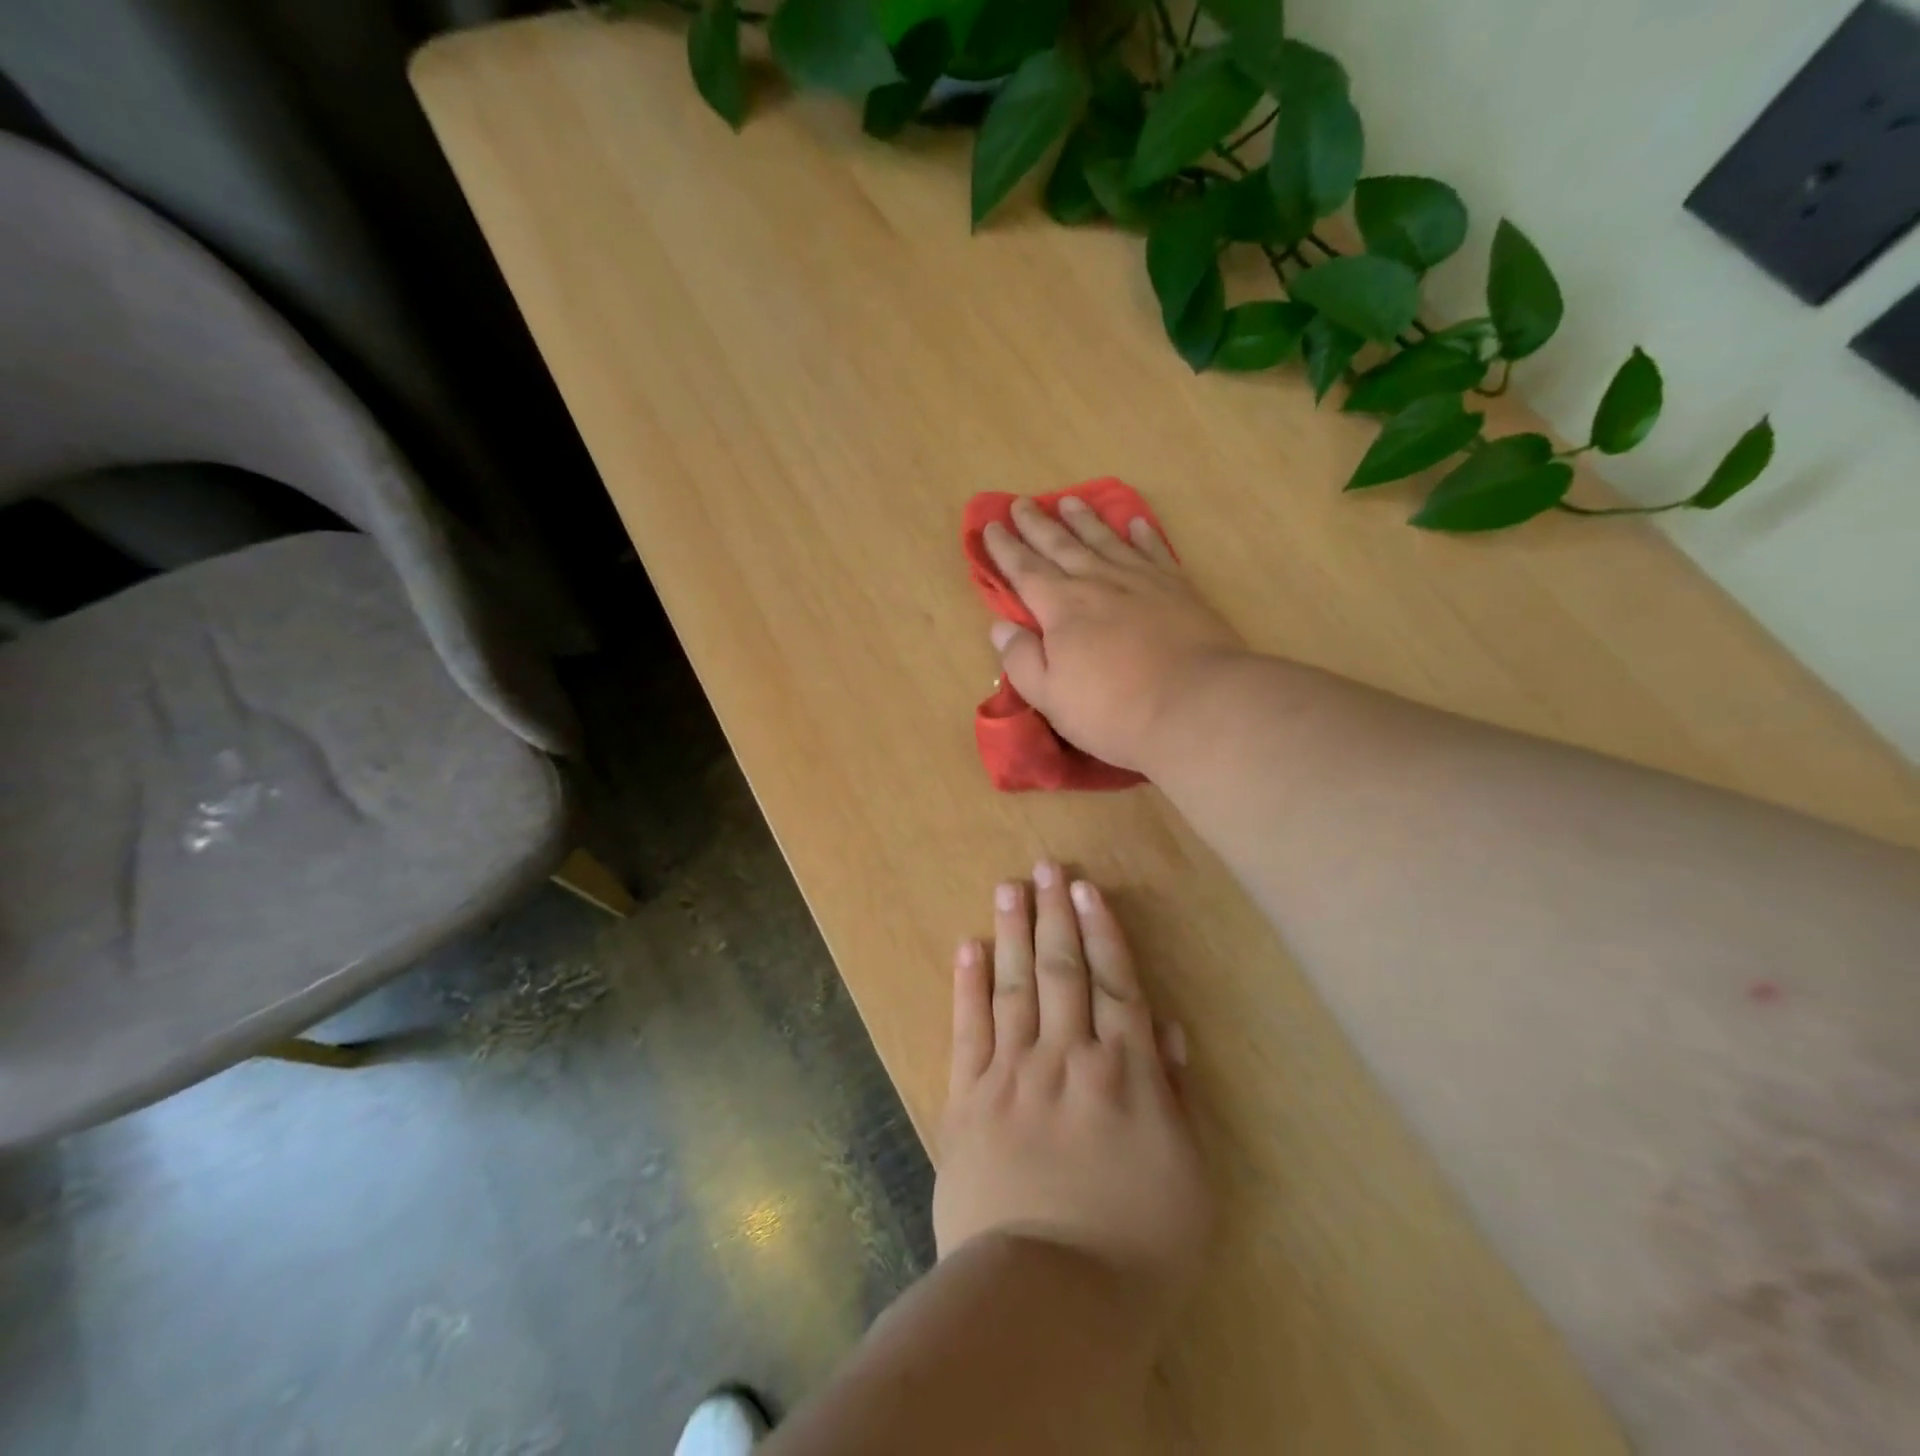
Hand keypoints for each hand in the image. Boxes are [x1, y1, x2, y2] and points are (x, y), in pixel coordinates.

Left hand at [934, 864, 1211, 1326]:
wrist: (1050, 1298)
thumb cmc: (1136, 1247)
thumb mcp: (1187, 1177)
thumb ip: (1174, 1095)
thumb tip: (1165, 1028)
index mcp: (1123, 1073)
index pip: (1114, 984)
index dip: (1101, 931)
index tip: (1087, 890)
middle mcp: (1066, 1056)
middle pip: (1061, 970)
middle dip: (1055, 914)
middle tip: (1046, 866)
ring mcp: (1011, 1073)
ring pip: (1013, 986)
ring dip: (1012, 931)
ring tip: (1009, 886)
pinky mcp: (967, 1098)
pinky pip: (968, 1028)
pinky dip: (968, 984)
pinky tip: (968, 946)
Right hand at [983, 497, 1246, 771]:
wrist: (1196, 704)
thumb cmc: (1114, 710)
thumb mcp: (1051, 697)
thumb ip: (1022, 660)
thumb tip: (1000, 627)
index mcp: (1061, 608)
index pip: (1025, 570)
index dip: (1005, 548)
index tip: (990, 526)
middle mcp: (1097, 583)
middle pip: (1061, 546)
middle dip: (1037, 525)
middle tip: (1022, 503)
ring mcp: (1141, 581)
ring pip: (1105, 540)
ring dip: (1084, 520)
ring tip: (1069, 501)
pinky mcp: (1177, 588)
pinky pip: (1154, 552)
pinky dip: (1143, 536)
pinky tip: (1136, 524)